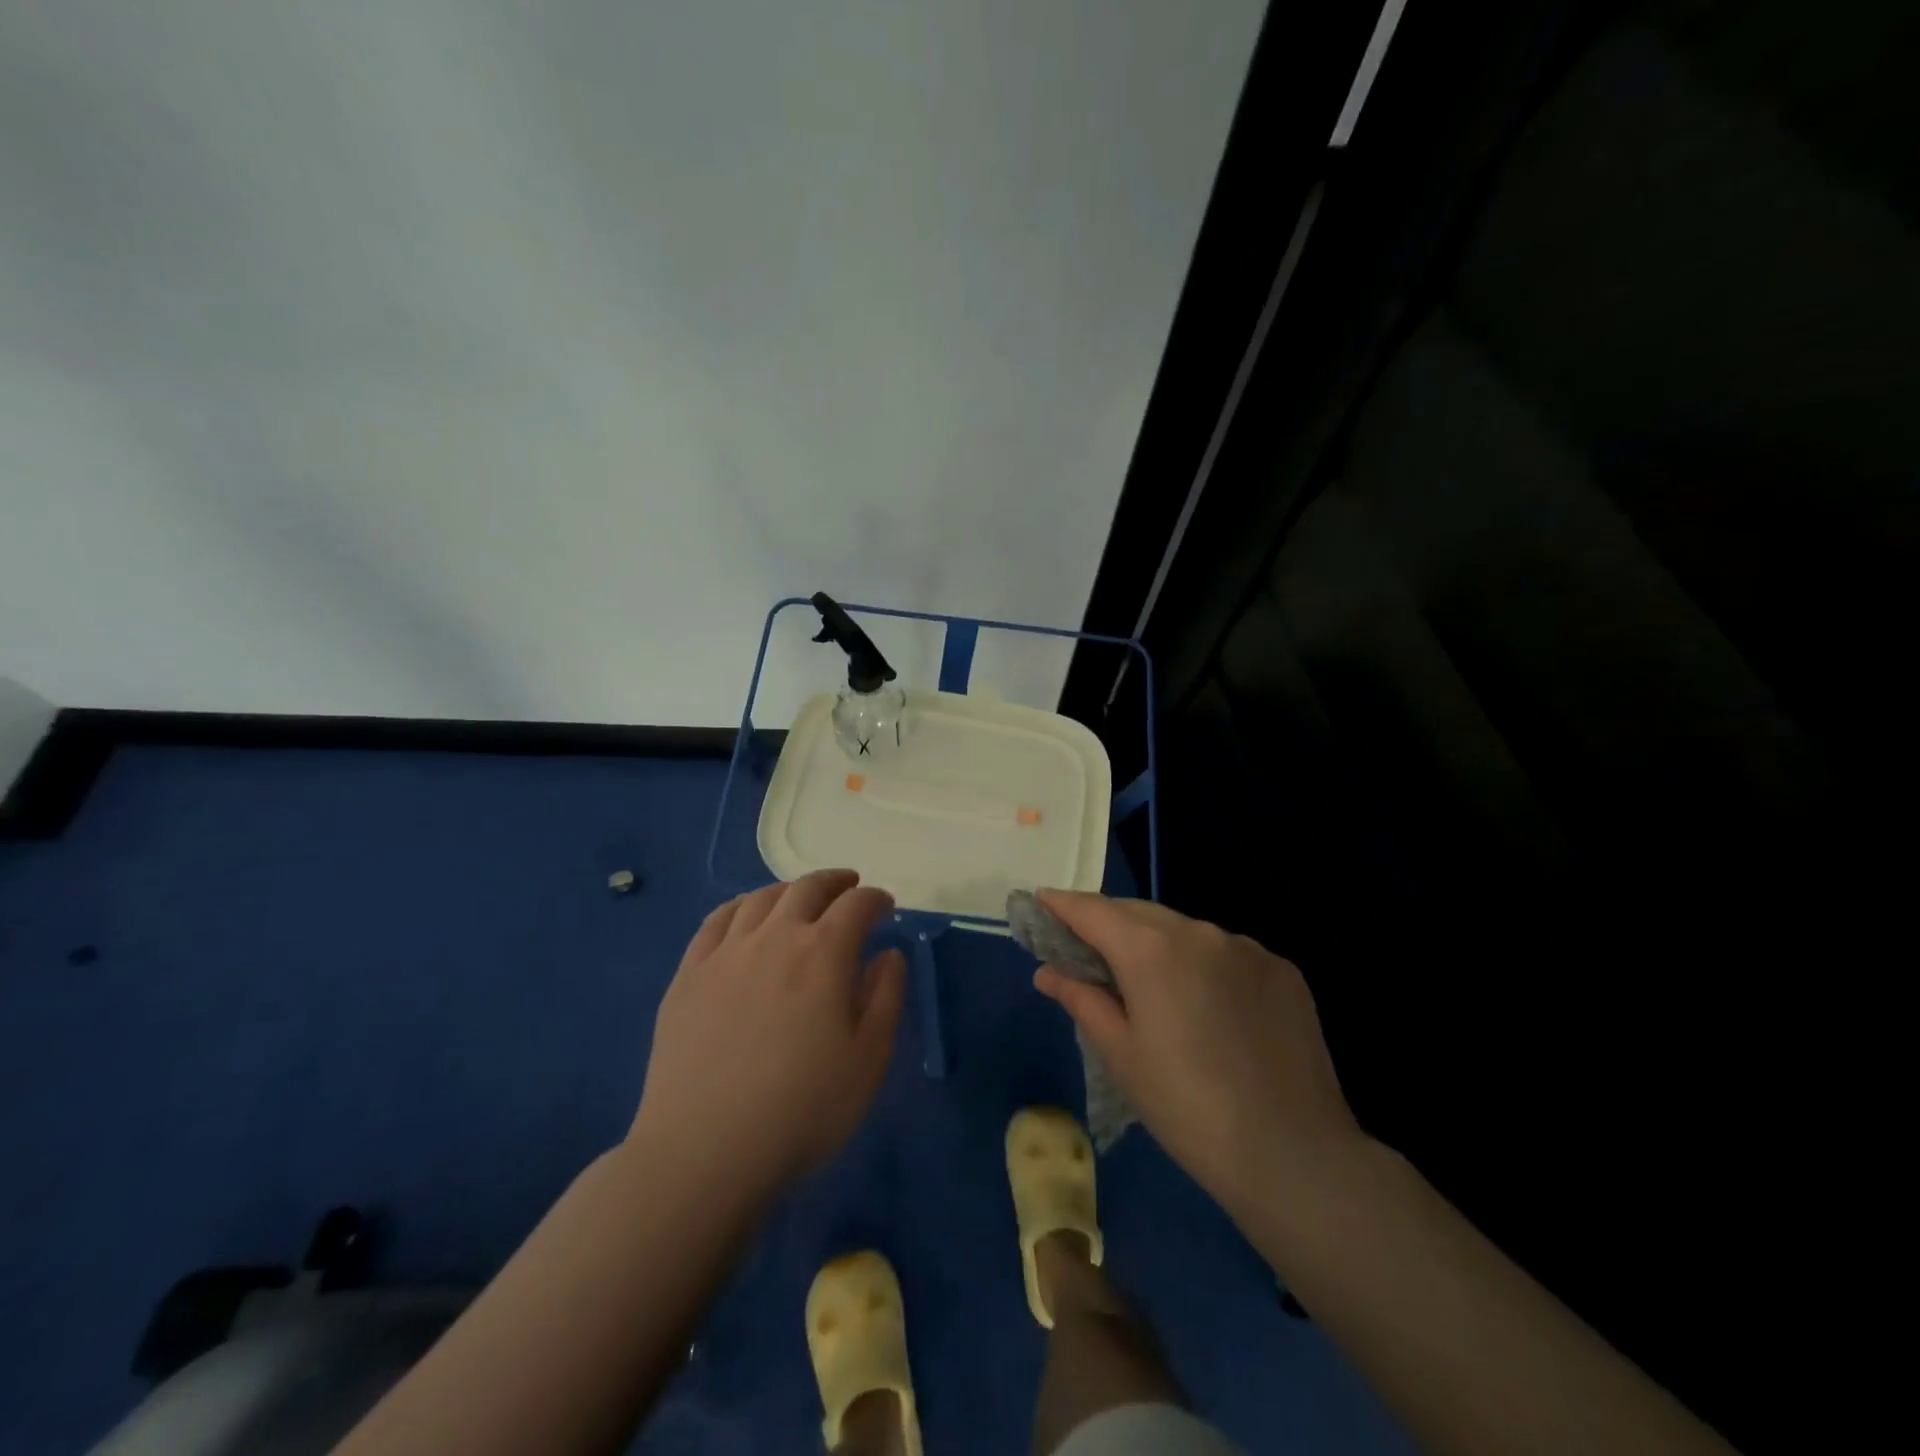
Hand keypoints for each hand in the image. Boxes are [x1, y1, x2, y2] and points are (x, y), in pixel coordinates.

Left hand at [632, 870, 905, 1197]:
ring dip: (789, 890)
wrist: (704, 1150)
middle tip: (848, 887)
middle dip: (835, 882)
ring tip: (800, 898)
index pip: (857, 905)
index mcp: (824, 953)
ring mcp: (726, 952)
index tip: (886, 906)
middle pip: (807, 888)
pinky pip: (716, 921)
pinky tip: (745, 915)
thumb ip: (885, 998)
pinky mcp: (688, 974)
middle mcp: (775, 936)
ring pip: (760, 898)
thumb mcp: (868, 1061)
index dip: (876, 899)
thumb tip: (888, 955)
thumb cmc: (802, 1110)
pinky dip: (739, 906)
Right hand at [1033, 891, 1360, 1216]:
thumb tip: (1047, 971)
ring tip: (1148, 983)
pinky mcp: (1281, 969)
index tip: (1040, 902)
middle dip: (1107, 922)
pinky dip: (1202, 964)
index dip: (1062, 904)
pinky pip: (1226, 952)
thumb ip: (1081, 999)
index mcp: (1152, 950)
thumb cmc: (1188, 1109)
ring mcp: (1247, 947)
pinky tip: (1206, 1005)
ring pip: (1185, 930)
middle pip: (1138, 913)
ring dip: (1157, 943)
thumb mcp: (1121, 1055)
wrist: (1294, 1155)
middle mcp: (1200, 932)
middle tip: (1084, 947)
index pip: (1093, 910)